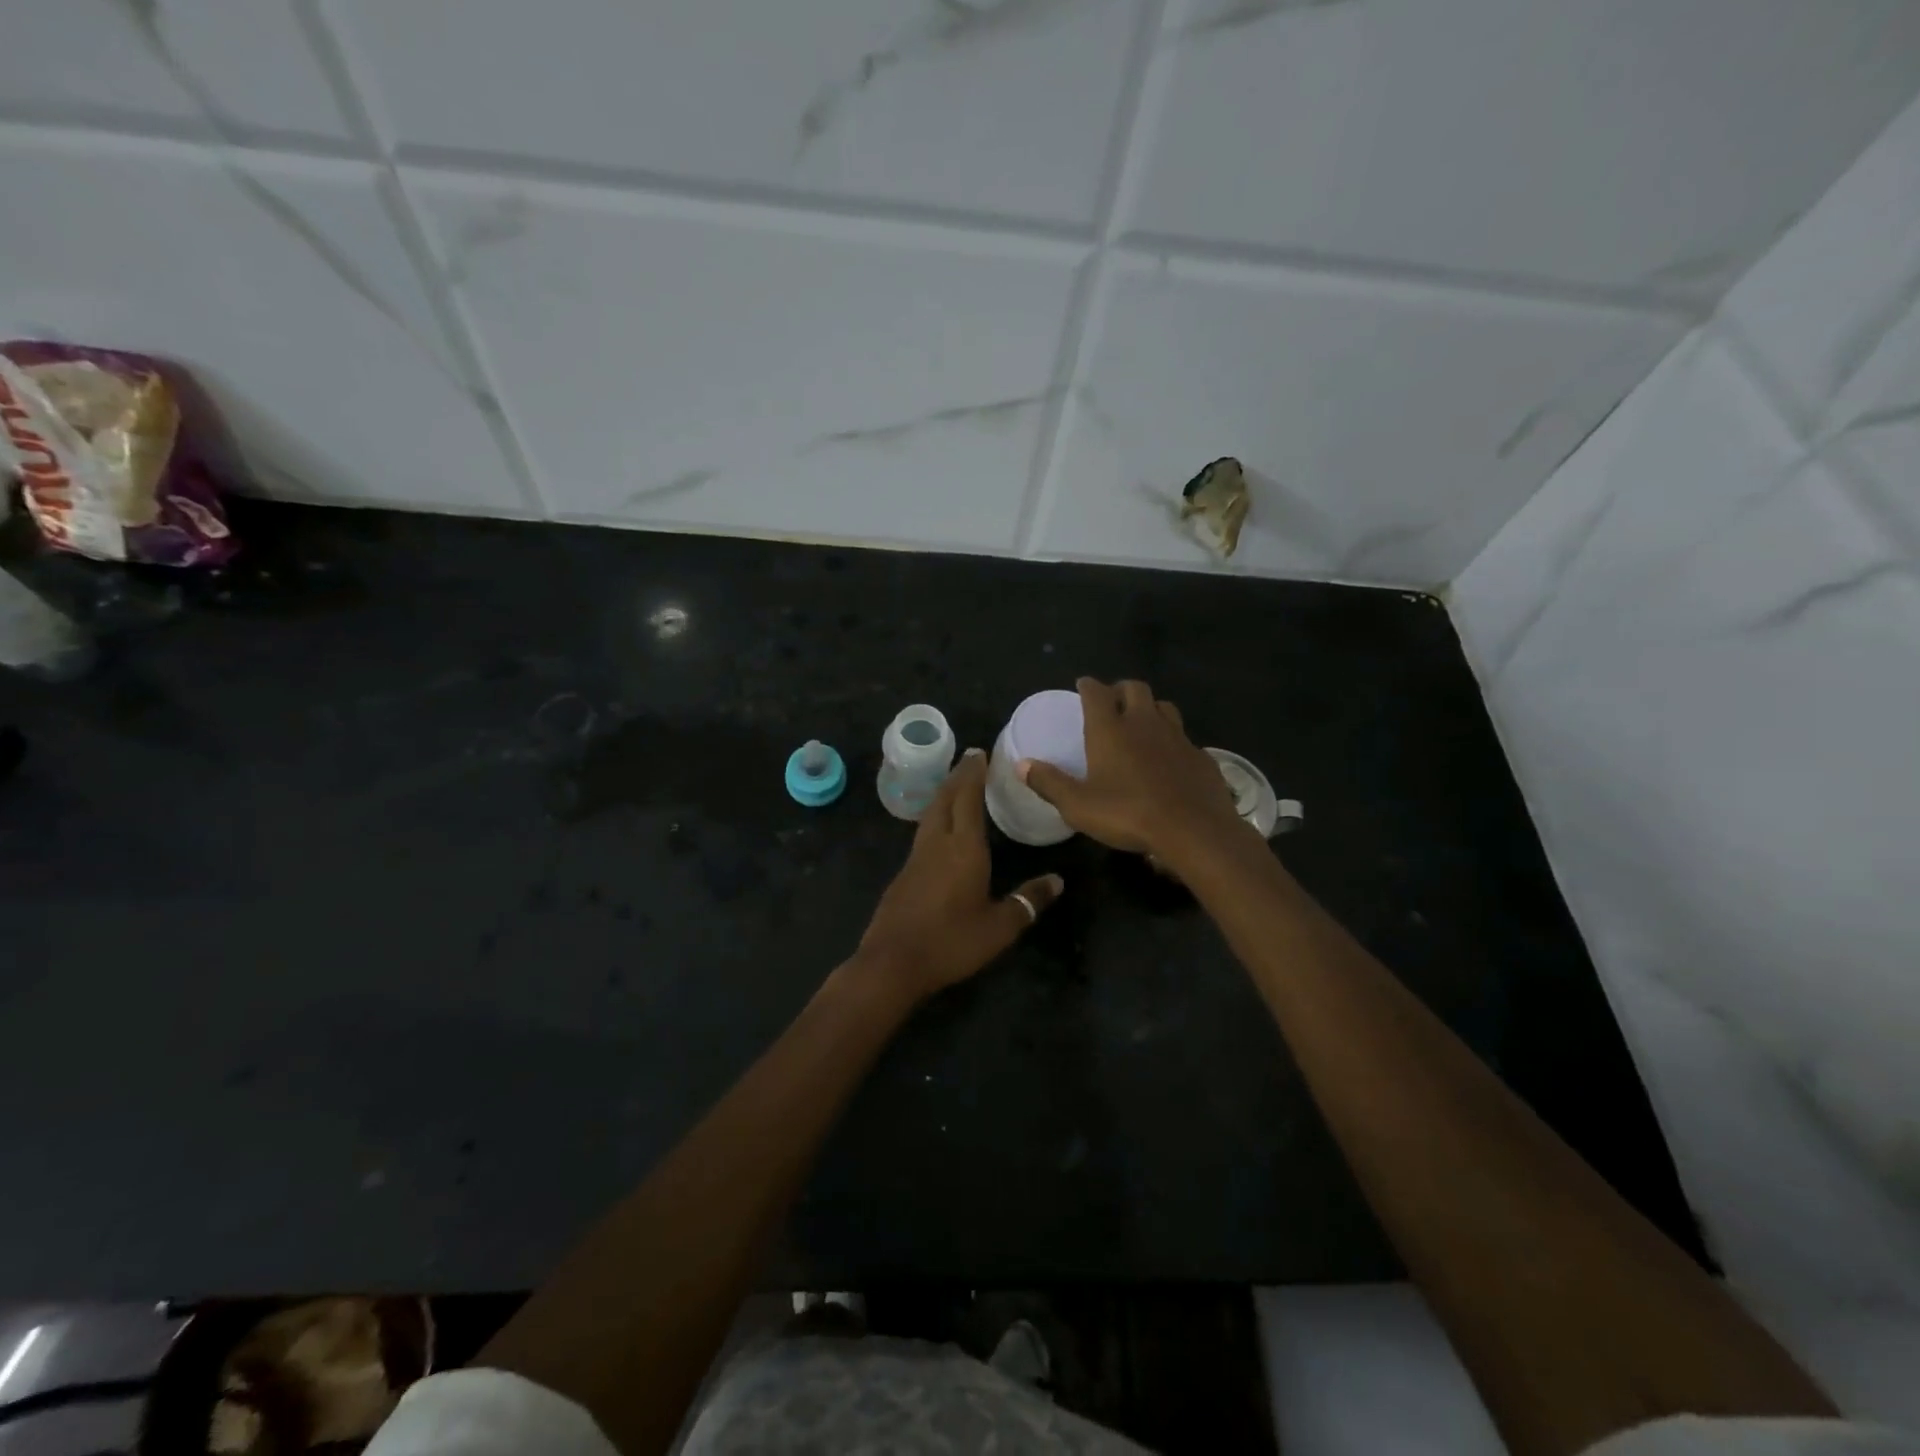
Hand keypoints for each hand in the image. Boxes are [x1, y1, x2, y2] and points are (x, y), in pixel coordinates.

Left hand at [855, 748, 1062, 1002]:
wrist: (892, 962)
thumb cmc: (951, 942)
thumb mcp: (999, 927)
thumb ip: (1028, 902)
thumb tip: (1058, 880)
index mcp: (963, 848)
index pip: (968, 798)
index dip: (975, 774)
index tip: (981, 752)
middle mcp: (937, 843)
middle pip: (945, 798)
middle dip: (958, 775)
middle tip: (970, 759)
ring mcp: (915, 857)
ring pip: (930, 813)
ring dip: (944, 793)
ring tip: (956, 784)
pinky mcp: (903, 874)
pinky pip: (923, 832)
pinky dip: (935, 816)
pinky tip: (940, 827)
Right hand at [1019, 678, 1249, 864]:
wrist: (1194, 830)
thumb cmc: (1128, 814)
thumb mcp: (1078, 805)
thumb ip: (1049, 783)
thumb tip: (1022, 765)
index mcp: (1111, 730)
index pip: (1097, 692)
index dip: (1088, 686)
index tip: (1082, 686)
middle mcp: (1144, 723)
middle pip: (1135, 688)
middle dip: (1120, 689)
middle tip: (1111, 703)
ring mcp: (1177, 737)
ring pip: (1163, 706)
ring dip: (1150, 708)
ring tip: (1141, 723)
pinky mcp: (1200, 755)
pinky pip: (1184, 737)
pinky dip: (1172, 740)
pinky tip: (1169, 758)